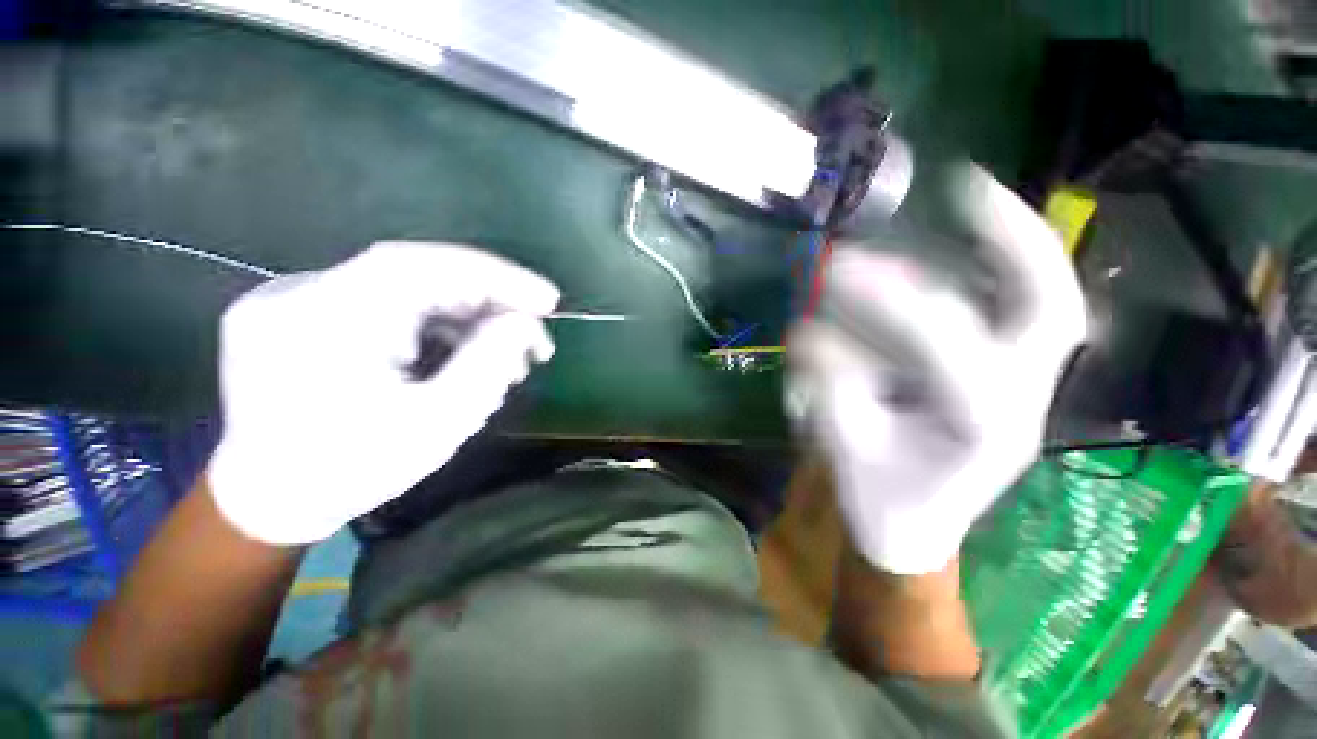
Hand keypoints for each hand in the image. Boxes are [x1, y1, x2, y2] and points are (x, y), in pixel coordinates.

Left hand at [209, 242, 559, 544]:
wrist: (270, 500)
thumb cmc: (353, 470)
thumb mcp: (436, 423)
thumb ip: (487, 365)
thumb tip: (525, 323)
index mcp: (324, 321)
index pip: (422, 266)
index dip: (495, 276)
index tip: (547, 300)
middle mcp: (301, 294)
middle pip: (420, 276)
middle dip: (489, 306)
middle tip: (534, 340)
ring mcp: (298, 299)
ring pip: (409, 290)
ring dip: (467, 318)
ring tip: (506, 357)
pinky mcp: (307, 311)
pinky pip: (389, 304)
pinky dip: (437, 324)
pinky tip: (464, 354)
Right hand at [787, 165, 1085, 573]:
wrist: (913, 529)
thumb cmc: (881, 502)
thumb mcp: (845, 453)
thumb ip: (829, 391)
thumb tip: (808, 332)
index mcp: (981, 431)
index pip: (946, 351)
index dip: (902, 301)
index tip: (849, 264)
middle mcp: (1019, 401)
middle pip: (1047, 311)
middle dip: (1013, 242)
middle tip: (965, 186)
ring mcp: (1021, 386)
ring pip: (1039, 302)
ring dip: (1000, 247)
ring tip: (963, 204)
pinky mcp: (1004, 376)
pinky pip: (1017, 309)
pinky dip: (999, 268)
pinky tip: (966, 241)